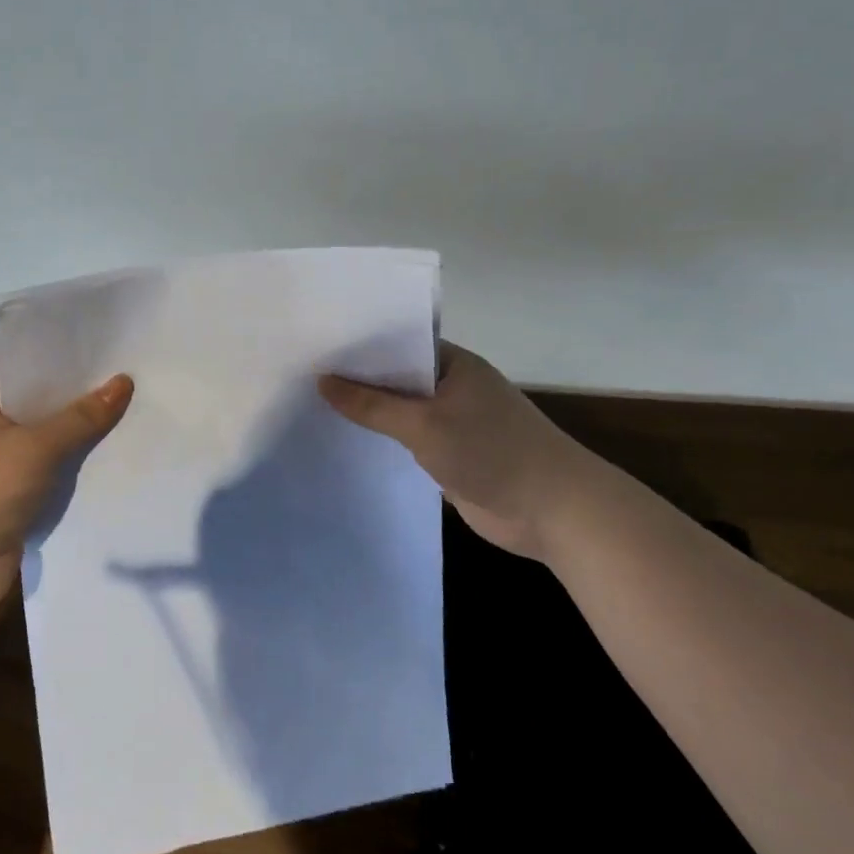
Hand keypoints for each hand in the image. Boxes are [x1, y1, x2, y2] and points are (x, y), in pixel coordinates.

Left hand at [0, 374, 133, 611]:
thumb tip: (123, 381)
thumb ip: (82, 418)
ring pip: (51, 458)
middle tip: (135, 402)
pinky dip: (74, 487)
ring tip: (134, 435)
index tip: (115, 373)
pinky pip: (50, 489)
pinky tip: (114, 476)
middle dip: (83, 418)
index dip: (71, 380)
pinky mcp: (11, 512)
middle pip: (44, 422)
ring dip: (81, 455)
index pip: (31, 387)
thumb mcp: (36, 447)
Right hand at [319, 342, 596, 563]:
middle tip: (300, 373)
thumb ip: (371, 404)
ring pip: (400, 411)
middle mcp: (452, 387)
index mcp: (453, 364)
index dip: (359, 344)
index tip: (315, 345)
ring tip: (310, 404)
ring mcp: (452, 422)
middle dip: (356, 379)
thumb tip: (321, 380)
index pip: (398, 343)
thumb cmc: (491, 450)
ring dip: (368, 413)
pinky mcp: (450, 455)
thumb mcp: (424, 423)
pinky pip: (407, 440)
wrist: (553, 510)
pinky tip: (345, 441)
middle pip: (396, 377)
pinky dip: (383, 440)